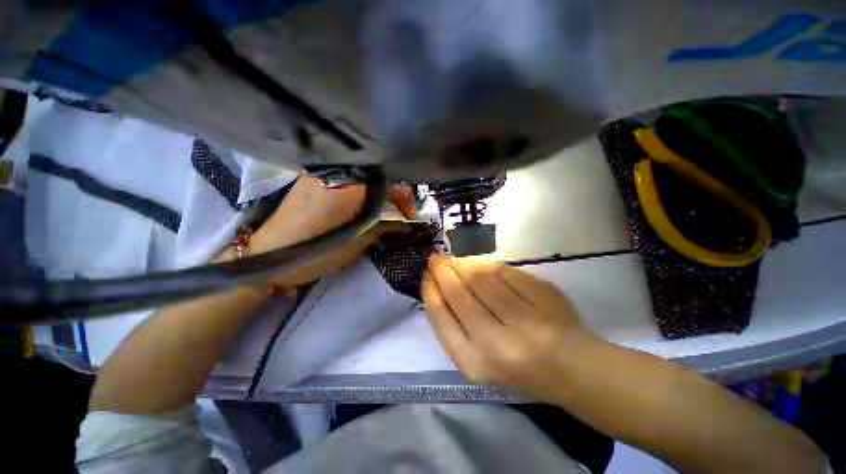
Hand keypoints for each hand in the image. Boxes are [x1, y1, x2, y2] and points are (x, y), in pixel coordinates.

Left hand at [249, 176, 414, 286]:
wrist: (268, 255)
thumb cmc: (315, 252)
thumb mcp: (356, 242)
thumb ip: (383, 226)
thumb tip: (406, 223)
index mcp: (347, 186)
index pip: (386, 183)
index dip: (402, 196)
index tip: (409, 213)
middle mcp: (334, 170)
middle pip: (375, 176)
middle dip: (391, 194)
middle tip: (399, 213)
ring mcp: (320, 171)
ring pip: (361, 176)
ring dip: (377, 191)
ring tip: (383, 210)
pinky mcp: (312, 177)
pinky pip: (346, 177)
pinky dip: (361, 188)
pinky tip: (364, 202)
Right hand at [422, 255, 599, 401]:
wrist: (570, 369)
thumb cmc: (514, 367)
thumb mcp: (475, 358)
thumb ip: (453, 324)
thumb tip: (438, 284)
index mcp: (473, 362)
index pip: (441, 316)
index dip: (430, 290)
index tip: (427, 275)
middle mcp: (496, 343)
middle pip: (459, 293)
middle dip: (442, 271)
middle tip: (436, 259)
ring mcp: (523, 321)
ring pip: (481, 279)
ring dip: (462, 264)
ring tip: (454, 260)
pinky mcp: (544, 300)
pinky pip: (506, 272)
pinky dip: (488, 265)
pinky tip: (480, 264)